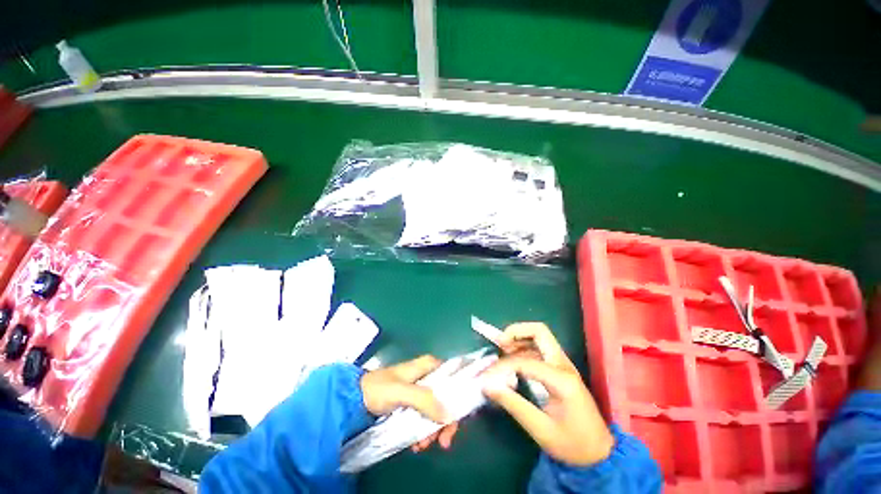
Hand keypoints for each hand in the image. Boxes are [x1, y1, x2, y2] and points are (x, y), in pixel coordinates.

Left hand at [360, 355, 459, 451]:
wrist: (354, 400)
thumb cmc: (378, 389)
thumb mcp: (401, 391)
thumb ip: (423, 399)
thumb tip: (448, 415)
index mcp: (428, 366)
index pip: (453, 377)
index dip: (459, 396)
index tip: (457, 417)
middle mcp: (427, 376)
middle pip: (447, 397)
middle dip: (445, 420)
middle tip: (443, 441)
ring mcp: (420, 391)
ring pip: (437, 410)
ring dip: (433, 430)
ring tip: (422, 445)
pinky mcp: (412, 404)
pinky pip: (425, 418)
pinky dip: (424, 432)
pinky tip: (416, 443)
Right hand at [482, 323, 614, 465]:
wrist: (600, 454)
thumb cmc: (573, 445)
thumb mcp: (541, 429)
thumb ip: (513, 404)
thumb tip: (487, 385)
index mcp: (562, 380)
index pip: (525, 362)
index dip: (503, 366)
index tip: (487, 377)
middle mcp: (563, 365)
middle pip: (539, 332)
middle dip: (516, 332)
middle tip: (499, 343)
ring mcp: (563, 365)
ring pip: (539, 337)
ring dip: (519, 339)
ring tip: (502, 350)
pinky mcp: (560, 369)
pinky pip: (539, 349)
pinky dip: (523, 348)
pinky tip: (513, 361)